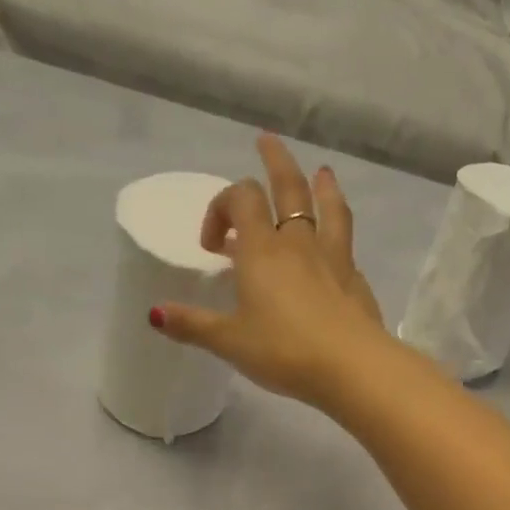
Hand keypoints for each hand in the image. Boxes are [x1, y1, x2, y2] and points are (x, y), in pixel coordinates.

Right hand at [153, 134, 392, 407]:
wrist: (350, 367)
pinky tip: (339, 245)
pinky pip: (345, 243)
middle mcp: (298, 243)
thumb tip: (154, 313)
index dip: (220, 208)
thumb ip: (193, 325)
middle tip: (266, 141)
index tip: (212, 244)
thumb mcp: (230, 342)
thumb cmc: (283, 351)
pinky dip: (339, 231)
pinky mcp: (355, 279)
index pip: (241, 198)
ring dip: (322, 186)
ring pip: (328, 208)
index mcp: (261, 250)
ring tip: (322, 173)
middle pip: (288, 187)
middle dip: (275, 161)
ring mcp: (333, 258)